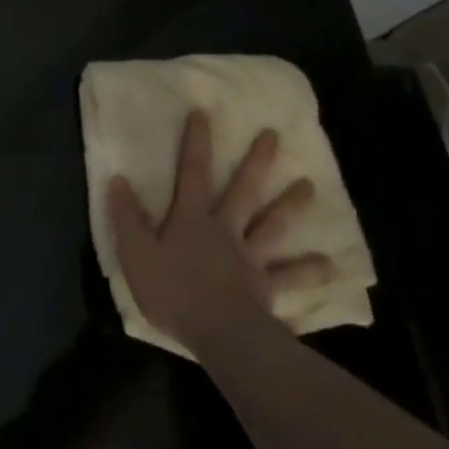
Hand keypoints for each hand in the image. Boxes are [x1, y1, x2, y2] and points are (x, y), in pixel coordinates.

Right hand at [107, 110, 334, 360]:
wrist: (220, 335)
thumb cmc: (173, 291)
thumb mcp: (135, 253)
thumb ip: (127, 216)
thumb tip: (118, 179)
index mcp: (191, 219)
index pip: (192, 173)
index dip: (196, 143)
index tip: (203, 113)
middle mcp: (225, 230)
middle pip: (243, 191)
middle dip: (256, 162)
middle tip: (273, 135)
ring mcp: (250, 258)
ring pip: (272, 225)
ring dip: (291, 205)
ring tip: (310, 185)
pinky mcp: (267, 288)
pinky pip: (291, 277)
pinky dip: (310, 270)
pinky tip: (330, 265)